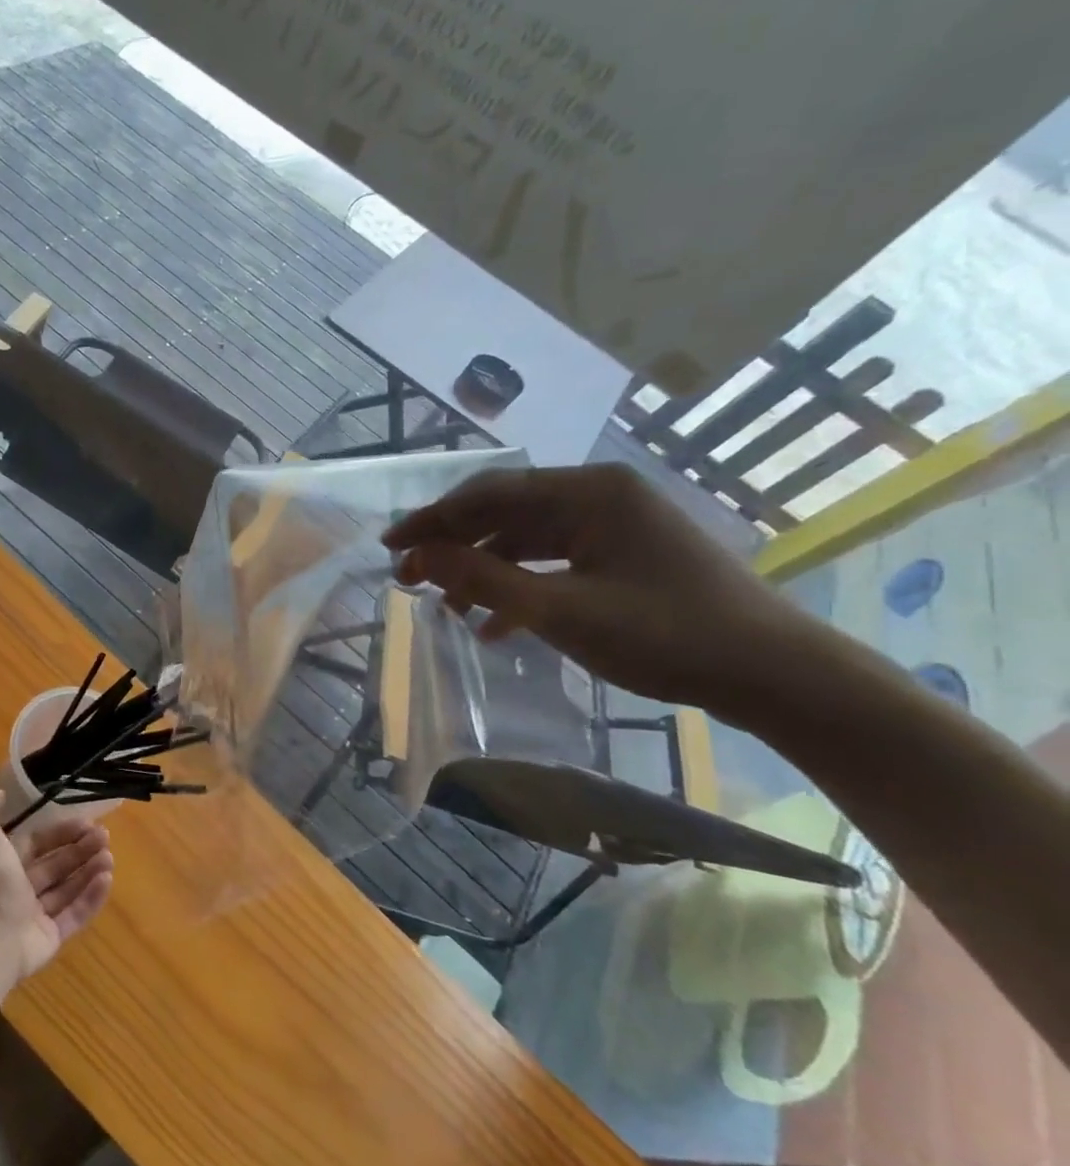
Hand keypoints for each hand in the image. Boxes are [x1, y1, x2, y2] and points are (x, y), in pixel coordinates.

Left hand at [0, 792, 112, 980]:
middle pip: (56, 865)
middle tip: (105, 837)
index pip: (38, 842)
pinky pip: (75, 914)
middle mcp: (19, 889)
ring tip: (109, 857)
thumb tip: (0, 795)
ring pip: (68, 888)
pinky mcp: (51, 938)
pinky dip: (92, 897)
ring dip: (90, 870)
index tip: (87, 822)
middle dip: (81, 849)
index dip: (62, 831)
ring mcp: (35, 916)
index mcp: (4, 863)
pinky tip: (107, 879)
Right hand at [382, 464, 815, 720]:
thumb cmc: (667, 635)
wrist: (775, 674)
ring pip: (524, 537)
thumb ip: (483, 579)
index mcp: (589, 491)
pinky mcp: (622, 553)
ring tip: (445, 604)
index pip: (488, 494)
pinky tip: (494, 624)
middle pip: (503, 511)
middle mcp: (599, 494)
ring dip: (482, 568)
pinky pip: (552, 559)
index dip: (432, 520)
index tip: (390, 547)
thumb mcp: (561, 611)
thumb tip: (418, 555)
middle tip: (409, 577)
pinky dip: (518, 584)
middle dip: (452, 544)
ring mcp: (614, 523)